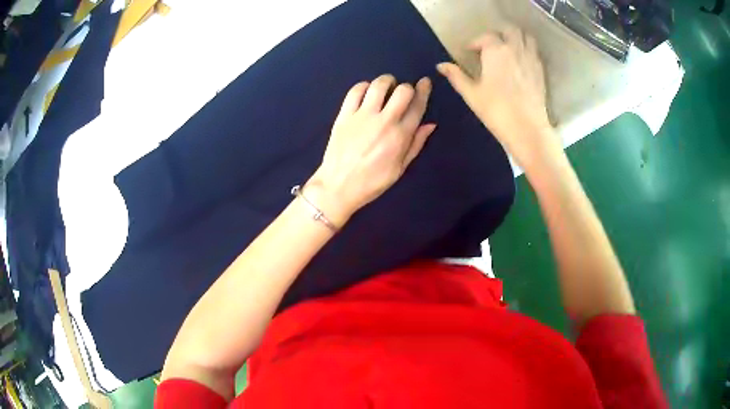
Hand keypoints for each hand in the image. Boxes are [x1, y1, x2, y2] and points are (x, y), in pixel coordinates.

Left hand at [307, 75, 435, 226]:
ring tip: (386, 86)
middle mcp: (384, 121)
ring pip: (378, 85)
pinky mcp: (344, 115)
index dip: (424, 91)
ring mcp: (362, 116)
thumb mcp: (400, 168)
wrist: (338, 186)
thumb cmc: (372, 182)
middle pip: (402, 91)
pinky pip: (355, 91)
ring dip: (386, 82)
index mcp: (400, 136)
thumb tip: (430, 124)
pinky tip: (366, 91)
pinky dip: (363, 86)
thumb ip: (416, 144)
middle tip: (402, 93)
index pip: (417, 106)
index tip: (425, 82)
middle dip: (406, 87)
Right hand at [437, 26, 559, 167]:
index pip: (485, 37)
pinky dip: (527, 50)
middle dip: (499, 34)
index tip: (469, 52)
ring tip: (508, 49)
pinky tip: (521, 61)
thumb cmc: (496, 110)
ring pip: (525, 37)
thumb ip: (456, 76)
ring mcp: (531, 59)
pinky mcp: (541, 71)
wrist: (528, 129)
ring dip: (516, 38)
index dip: (475, 42)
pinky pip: (534, 51)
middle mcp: (515, 49)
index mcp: (496, 51)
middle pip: (509, 30)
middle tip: (491, 45)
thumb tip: (441, 65)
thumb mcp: (471, 94)